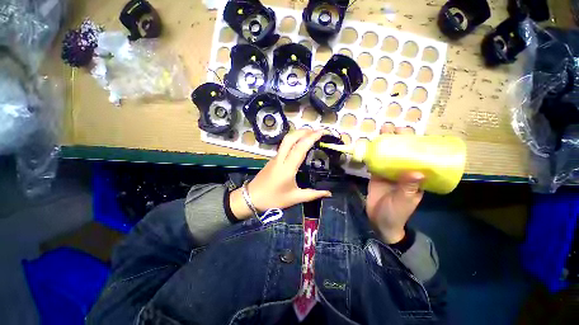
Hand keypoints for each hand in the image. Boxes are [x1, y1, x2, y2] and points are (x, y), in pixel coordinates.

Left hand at [230, 129, 331, 219]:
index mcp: (287, 168)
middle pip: (290, 138)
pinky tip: (299, 144)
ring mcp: (275, 157)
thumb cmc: (273, 199)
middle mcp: (281, 159)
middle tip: (316, 130)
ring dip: (298, 134)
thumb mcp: (295, 198)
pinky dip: (293, 140)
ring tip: (310, 134)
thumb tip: (328, 193)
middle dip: (304, 131)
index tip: (321, 132)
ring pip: (286, 140)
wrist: (251, 198)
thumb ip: (313, 194)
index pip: (300, 148)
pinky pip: (284, 145)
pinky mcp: (273, 159)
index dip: (311, 138)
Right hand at [366, 126, 424, 243]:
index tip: (412, 133)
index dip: (417, 145)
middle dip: (399, 140)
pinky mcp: (376, 176)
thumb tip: (417, 172)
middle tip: (393, 128)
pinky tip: (370, 145)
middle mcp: (403, 173)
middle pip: (402, 154)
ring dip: (385, 144)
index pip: (419, 158)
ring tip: (382, 131)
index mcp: (415, 178)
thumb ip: (408, 188)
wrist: (379, 221)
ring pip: (388, 156)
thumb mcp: (404, 201)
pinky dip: (373, 154)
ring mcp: (389, 174)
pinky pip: (375, 163)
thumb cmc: (396, 213)